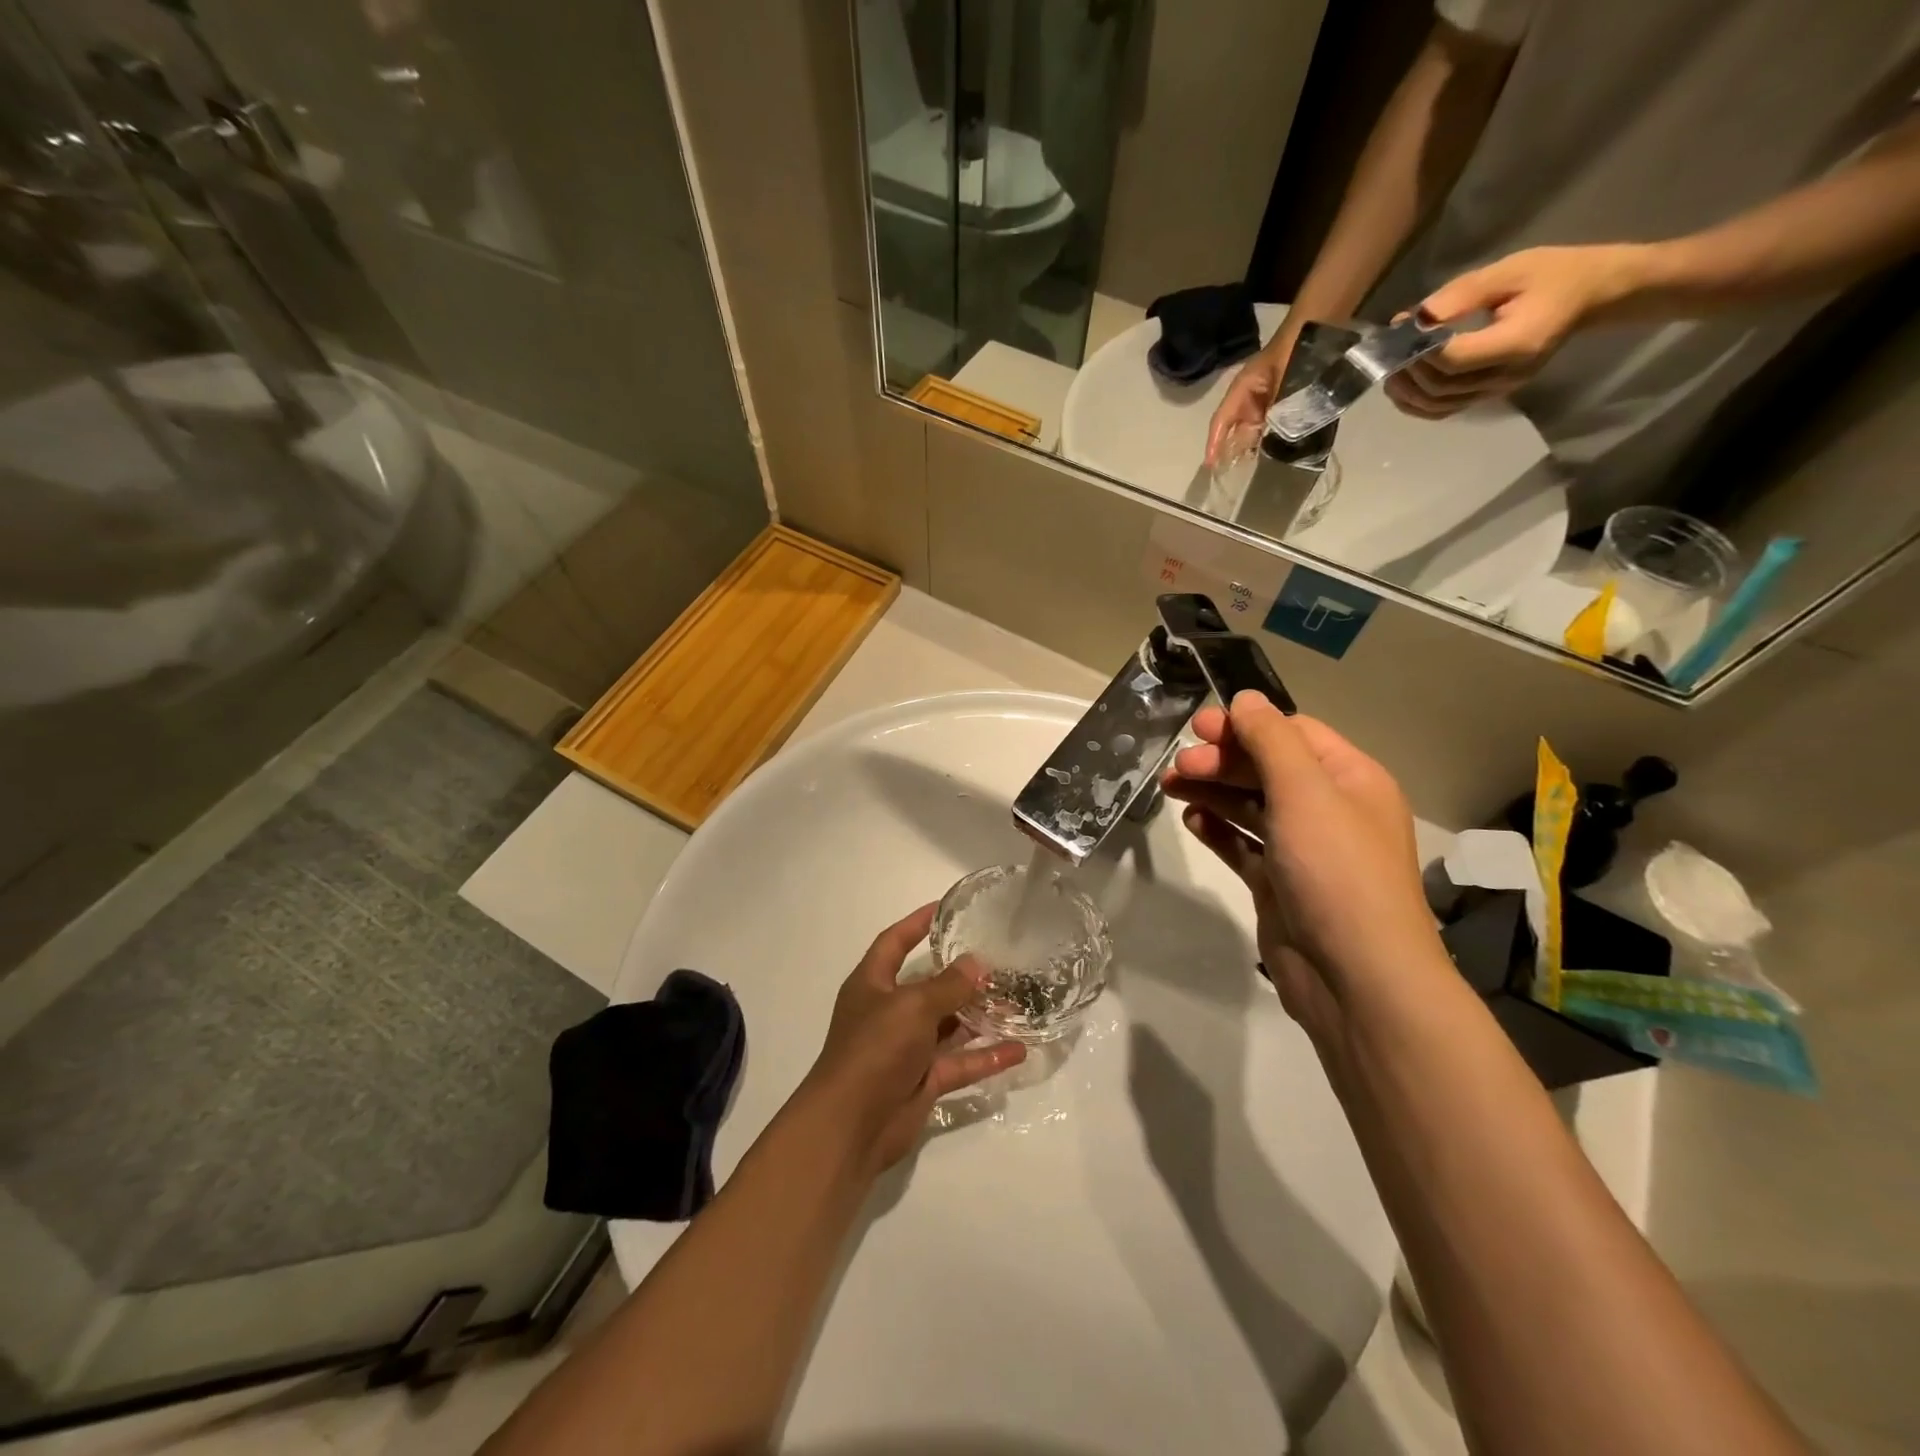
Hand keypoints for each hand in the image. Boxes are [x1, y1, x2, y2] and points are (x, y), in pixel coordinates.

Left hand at [802, 905, 1025, 1171]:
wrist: (851, 1126)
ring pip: (948, 1025)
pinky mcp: (923, 1080)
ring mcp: (906, 1048)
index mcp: (872, 984)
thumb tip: (975, 964)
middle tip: (998, 961)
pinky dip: (985, 1056)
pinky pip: (959, 1062)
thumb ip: (947, 985)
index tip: (945, 908)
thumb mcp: (912, 1006)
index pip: (894, 942)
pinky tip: (1018, 1050)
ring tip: (1017, 1002)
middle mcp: (888, 1011)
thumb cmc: (874, 1049)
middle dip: (960, 975)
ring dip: (979, 1016)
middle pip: (928, 985)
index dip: (916, 923)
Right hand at [1162, 692, 1442, 1044]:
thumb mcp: (1305, 792)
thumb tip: (1245, 698)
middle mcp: (1329, 810)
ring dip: (1211, 792)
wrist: (1354, 976)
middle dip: (1221, 762)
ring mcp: (1302, 850)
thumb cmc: (1335, 871)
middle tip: (1179, 767)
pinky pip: (1242, 845)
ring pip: (1249, 806)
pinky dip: (1217, 830)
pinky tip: (1192, 823)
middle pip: (1266, 769)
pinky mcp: (1278, 884)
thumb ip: (1271, 740)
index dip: (1246, 726)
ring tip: (1170, 788)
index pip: (1293, 734)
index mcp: (1350, 780)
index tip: (1199, 729)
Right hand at [1204, 327, 1297, 466]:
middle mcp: (1249, 398)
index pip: (1221, 421)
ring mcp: (1264, 401)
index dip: (1214, 443)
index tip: (1210, 465)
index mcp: (1242, 390)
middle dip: (1234, 450)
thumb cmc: (1294, 350)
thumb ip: (1278, 409)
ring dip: (1253, 447)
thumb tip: (1275, 436)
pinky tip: (1275, 452)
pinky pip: (1270, 425)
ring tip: (1254, 469)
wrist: (1316, 329)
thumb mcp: (1284, 382)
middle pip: (1236, 429)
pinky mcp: (1280, 403)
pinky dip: (1270, 439)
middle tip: (1233, 474)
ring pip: (1253, 429)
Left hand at [1385, 243, 1645, 418]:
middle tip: (1388, 350)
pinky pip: (1445, 410)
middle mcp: (1505, 376)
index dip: (1420, 351)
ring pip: (1438, 405)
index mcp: (1517, 343)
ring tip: (1390, 368)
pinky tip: (1403, 387)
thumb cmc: (1555, 274)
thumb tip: (1415, 319)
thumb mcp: (1510, 271)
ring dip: (1407, 392)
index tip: (1403, 329)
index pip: (1454, 360)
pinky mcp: (1489, 394)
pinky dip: (1418, 403)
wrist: (1592, 294)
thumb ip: (1461, 296)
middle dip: (1408, 371)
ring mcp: (1498, 390)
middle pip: (1441, 387)